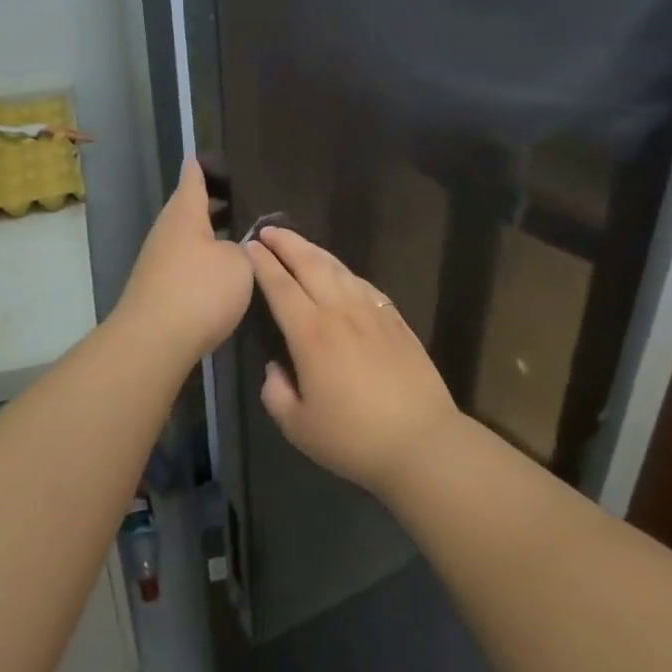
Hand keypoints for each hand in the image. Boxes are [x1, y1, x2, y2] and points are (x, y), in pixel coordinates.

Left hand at [112, 160, 252, 359]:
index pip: (193, 178)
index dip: (204, 166)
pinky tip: (224, 270)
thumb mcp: (238, 264)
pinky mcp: (158, 288)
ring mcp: (158, 261)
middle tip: (244, 198)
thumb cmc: (199, 290)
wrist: (153, 342)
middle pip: (190, 208)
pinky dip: (204, 259)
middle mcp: (167, 231)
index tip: (213, 156)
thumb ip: (245, 247)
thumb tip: (242, 242)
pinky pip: (186, 262)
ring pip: (188, 237)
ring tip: (242, 234)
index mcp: (185, 213)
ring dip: (211, 233)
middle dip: (213, 202)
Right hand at [248, 227, 458, 495]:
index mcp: (311, 333)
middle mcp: (340, 311)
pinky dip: (343, 271)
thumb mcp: (298, 427)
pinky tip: (339, 273)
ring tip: (298, 243)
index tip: (249, 246)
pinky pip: (363, 283)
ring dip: (313, 250)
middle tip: (268, 230)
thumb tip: (276, 367)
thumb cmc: (354, 438)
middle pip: (309, 263)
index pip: (280, 286)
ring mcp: (372, 311)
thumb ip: (276, 393)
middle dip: (286, 242)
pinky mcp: (395, 319)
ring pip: (338, 268)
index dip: (262, 263)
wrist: (422, 442)